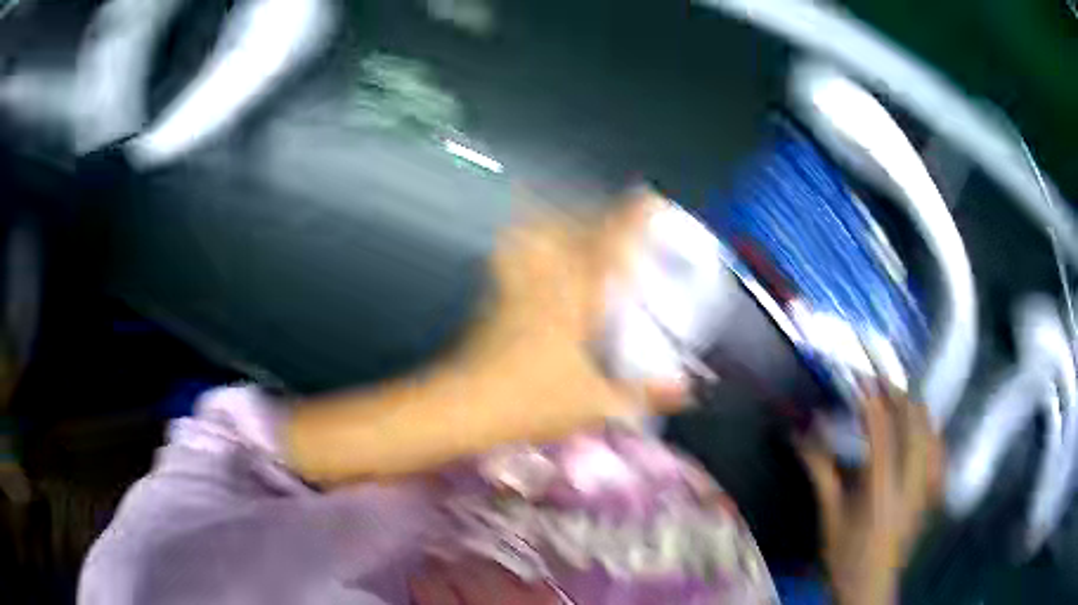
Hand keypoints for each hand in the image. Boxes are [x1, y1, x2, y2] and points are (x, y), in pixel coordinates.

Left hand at [454, 187, 687, 440]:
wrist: (463, 406)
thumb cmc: (530, 401)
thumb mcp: (594, 404)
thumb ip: (641, 395)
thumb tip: (685, 391)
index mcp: (575, 301)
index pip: (607, 248)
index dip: (630, 219)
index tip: (648, 198)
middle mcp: (545, 283)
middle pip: (569, 232)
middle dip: (596, 213)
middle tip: (617, 212)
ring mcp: (514, 288)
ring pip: (534, 239)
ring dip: (554, 221)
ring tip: (570, 216)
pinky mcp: (494, 302)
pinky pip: (512, 261)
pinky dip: (522, 248)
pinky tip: (526, 254)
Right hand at [797, 392, 942, 604]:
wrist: (871, 587)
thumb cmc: (845, 557)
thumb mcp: (829, 517)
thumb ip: (821, 474)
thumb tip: (801, 438)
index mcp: (881, 491)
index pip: (882, 433)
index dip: (872, 402)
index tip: (861, 380)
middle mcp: (910, 483)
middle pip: (914, 424)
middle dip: (899, 397)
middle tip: (880, 386)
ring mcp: (925, 487)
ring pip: (931, 433)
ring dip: (915, 412)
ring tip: (898, 402)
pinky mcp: (931, 493)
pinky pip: (938, 452)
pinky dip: (930, 434)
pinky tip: (921, 431)